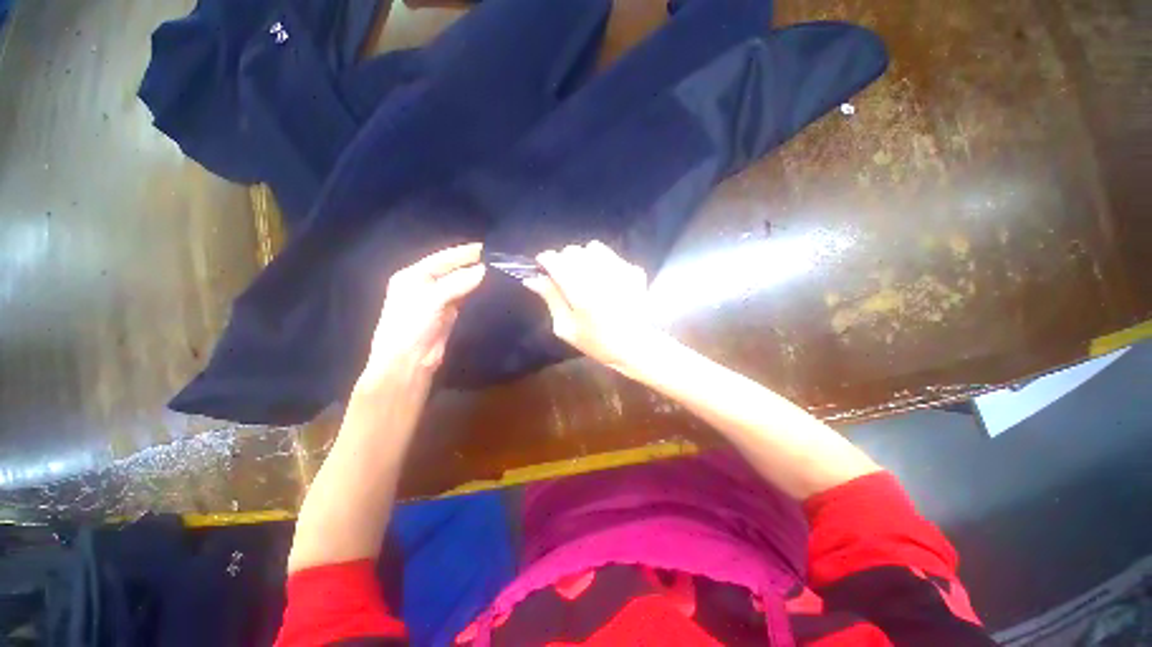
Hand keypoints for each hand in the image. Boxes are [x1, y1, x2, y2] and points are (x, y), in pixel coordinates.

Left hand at [358, 242, 485, 389]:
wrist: (409, 361)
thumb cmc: (412, 325)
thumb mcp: (432, 300)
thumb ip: (457, 283)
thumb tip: (483, 270)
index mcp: (413, 275)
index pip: (442, 258)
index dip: (462, 253)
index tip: (486, 247)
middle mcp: (424, 284)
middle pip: (451, 269)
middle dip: (470, 263)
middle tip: (495, 259)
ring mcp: (436, 299)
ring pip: (458, 283)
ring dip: (474, 277)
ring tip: (496, 270)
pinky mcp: (448, 313)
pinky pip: (463, 296)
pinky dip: (474, 291)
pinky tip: (487, 287)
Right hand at [523, 241, 659, 376]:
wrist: (636, 347)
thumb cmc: (597, 343)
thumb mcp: (566, 327)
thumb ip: (551, 298)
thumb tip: (532, 278)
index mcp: (580, 290)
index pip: (555, 259)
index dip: (545, 260)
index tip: (543, 269)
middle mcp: (600, 274)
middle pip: (573, 250)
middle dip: (564, 260)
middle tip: (565, 278)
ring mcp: (620, 270)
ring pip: (593, 248)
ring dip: (584, 258)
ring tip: (586, 276)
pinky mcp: (634, 271)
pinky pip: (611, 256)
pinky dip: (603, 263)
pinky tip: (605, 280)